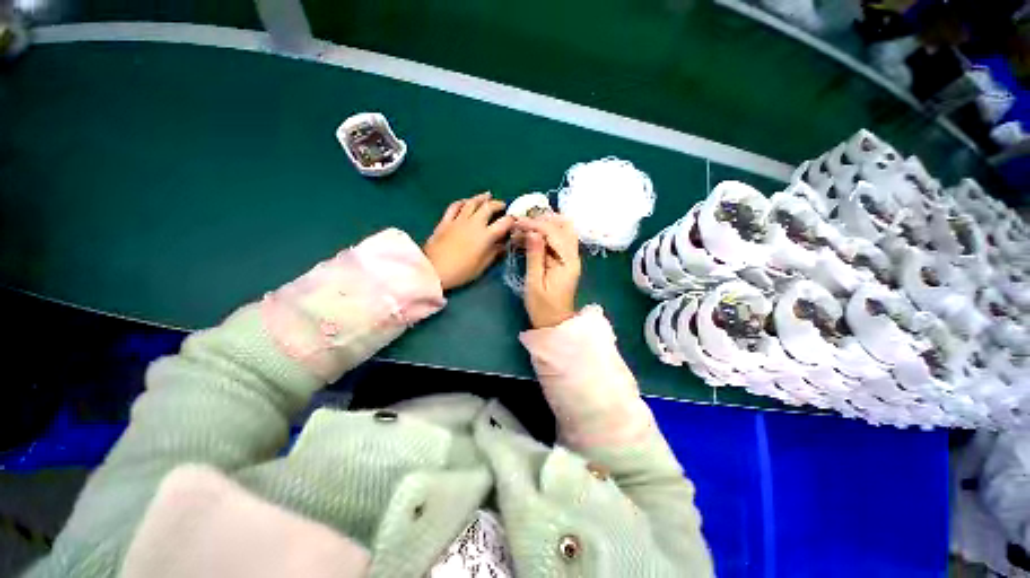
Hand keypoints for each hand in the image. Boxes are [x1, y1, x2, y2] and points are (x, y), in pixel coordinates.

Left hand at [424, 192, 514, 290]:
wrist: (434, 270)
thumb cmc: (461, 271)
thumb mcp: (482, 266)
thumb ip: (494, 253)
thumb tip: (503, 245)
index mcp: (486, 236)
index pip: (504, 223)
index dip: (512, 220)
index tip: (514, 221)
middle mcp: (474, 223)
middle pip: (488, 207)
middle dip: (498, 204)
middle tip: (502, 206)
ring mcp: (458, 220)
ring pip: (472, 203)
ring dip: (481, 198)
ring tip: (488, 195)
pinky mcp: (445, 221)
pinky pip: (455, 206)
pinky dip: (462, 202)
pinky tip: (466, 201)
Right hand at [517, 214, 581, 328]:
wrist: (555, 323)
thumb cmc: (543, 307)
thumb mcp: (534, 283)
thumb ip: (534, 256)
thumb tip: (532, 232)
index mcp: (568, 262)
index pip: (554, 233)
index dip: (535, 225)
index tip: (517, 223)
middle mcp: (573, 256)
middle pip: (565, 227)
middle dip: (543, 220)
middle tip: (523, 222)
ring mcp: (570, 258)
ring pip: (562, 232)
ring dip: (545, 226)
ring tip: (523, 227)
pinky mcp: (564, 261)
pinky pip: (557, 241)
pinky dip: (544, 236)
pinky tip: (528, 238)